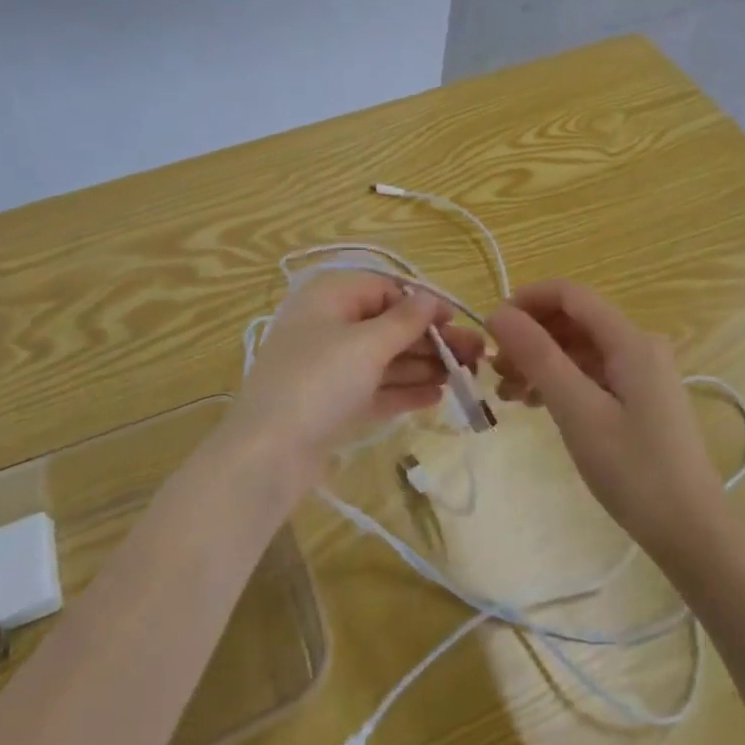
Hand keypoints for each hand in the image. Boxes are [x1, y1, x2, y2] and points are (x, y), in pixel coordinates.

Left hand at [229, 271, 484, 488]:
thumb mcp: (365, 344)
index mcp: (329, 298)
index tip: (455, 322)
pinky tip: (438, 395)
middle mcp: (328, 327)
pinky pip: (376, 388)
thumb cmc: (318, 382)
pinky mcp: (333, 403)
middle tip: (476, 355)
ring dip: (424, 365)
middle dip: (431, 339)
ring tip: (466, 376)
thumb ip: (404, 320)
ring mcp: (329, 368)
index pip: (384, 289)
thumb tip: (431, 298)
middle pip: (388, 325)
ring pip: (385, 359)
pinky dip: (405, 390)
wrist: (268, 455)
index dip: (421, 303)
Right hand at [489, 280, 721, 557]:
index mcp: (630, 340)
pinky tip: (534, 404)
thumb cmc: (634, 471)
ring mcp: (641, 373)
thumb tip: (498, 313)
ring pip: (579, 348)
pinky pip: (590, 373)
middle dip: (530, 336)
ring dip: (540, 361)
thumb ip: (538, 356)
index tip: (490, 328)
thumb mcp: (578, 411)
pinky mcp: (639, 398)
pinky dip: (559, 381)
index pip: (570, 294)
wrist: (693, 535)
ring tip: (506, 393)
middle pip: (573, 321)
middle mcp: (639, 346)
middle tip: (494, 369)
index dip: (526, 301)